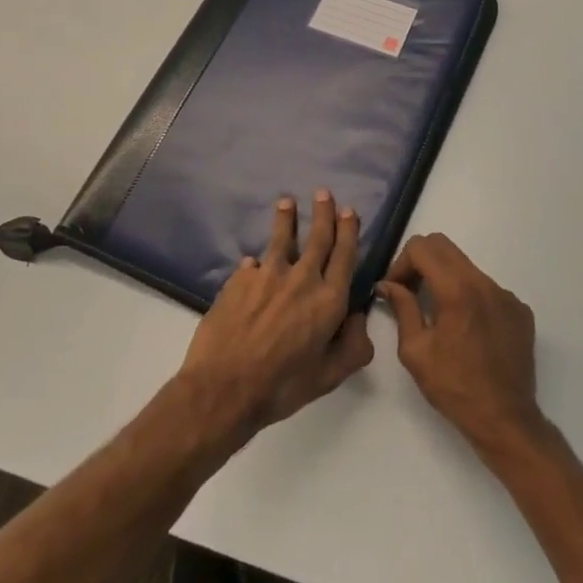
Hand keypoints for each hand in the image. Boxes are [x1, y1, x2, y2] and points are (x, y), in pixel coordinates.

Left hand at [176, 190, 373, 444]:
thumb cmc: (282, 387)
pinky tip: (251, 264)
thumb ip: (353, 347)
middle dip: (323, 213)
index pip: (344, 255)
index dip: (348, 231)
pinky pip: (252, 265)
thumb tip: (359, 317)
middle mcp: (301, 279)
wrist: (224, 388)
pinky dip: (255, 263)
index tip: (349, 211)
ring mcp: (267, 275)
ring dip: (286, 218)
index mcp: (329, 300)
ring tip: (286, 202)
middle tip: (323, 193)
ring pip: (281, 239)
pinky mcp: (239, 280)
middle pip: (317, 237)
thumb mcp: (329, 377)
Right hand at [378, 233, 546, 459]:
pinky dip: (469, 297)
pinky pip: (487, 288)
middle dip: (421, 263)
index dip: (401, 263)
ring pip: (466, 267)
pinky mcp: (519, 310)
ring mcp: (506, 295)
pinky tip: (466, 330)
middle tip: (410, 292)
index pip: (422, 247)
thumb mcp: (415, 350)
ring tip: (438, 314)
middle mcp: (485, 283)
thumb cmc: (454, 387)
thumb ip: (402, 308)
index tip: (396, 289)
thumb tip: (388, 285)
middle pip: (444, 247)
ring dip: (445, 279)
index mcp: (457, 289)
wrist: (505, 420)